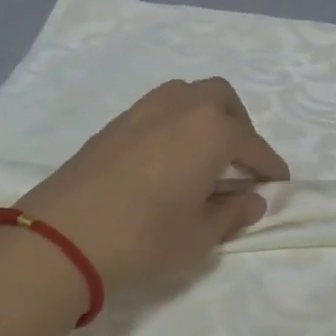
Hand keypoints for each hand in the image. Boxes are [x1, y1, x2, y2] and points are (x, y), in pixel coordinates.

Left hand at [10, 77, 288, 293]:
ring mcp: (141, 112)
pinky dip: (174, 123)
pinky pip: (157, 109)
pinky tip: (167, 159)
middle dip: (239, 123)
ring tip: (204, 154)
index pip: (253, 143)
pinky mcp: (112, 125)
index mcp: (210, 131)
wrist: (58, 240)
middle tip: (239, 161)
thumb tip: (252, 200)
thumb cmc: (142, 239)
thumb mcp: (198, 237)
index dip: (269, 165)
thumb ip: (231, 213)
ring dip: (204, 115)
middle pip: (220, 98)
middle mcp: (180, 109)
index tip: (278, 182)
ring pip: (185, 94)